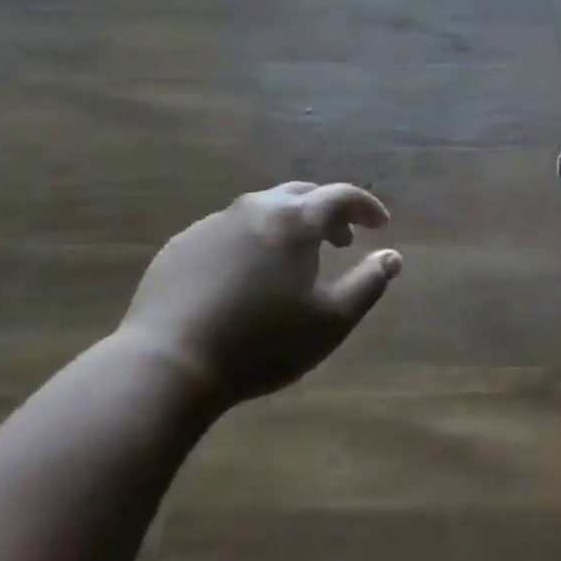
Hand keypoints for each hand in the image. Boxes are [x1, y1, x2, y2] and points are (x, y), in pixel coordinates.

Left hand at [118, 183, 401, 406]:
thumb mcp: (330, 322)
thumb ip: (368, 284)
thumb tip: (393, 256)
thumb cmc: (260, 344)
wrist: (167, 365)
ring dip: (287, 226)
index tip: (380, 224)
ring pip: (262, 211)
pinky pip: (228, 231)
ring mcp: (213, 223)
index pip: (341, 196)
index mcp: (294, 221)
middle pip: (301, 194)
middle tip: (340, 240)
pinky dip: (249, 242)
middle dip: (326, 212)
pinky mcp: (182, 244)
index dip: (366, 206)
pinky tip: (243, 278)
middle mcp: (255, 208)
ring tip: (292, 261)